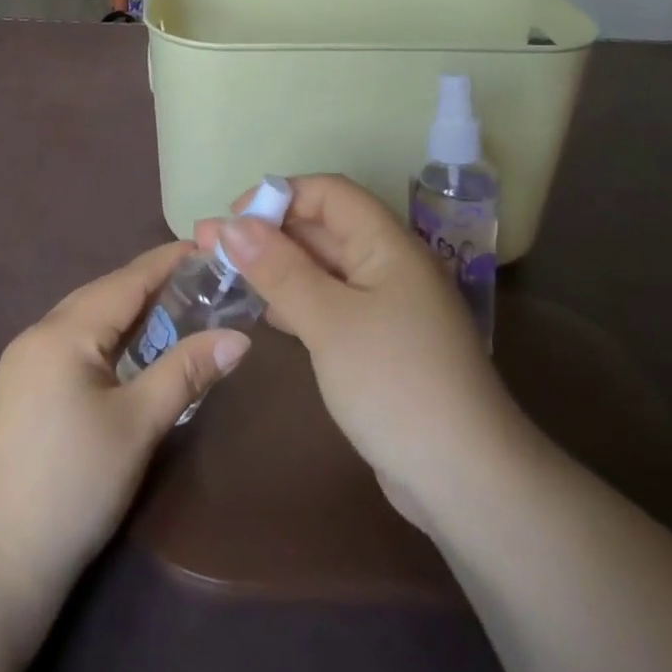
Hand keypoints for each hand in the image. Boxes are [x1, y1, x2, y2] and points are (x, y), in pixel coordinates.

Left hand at [0, 242, 250, 627]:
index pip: (124, 282)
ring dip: (126, 311)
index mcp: (63, 333)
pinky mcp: (19, 389)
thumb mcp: (138, 424)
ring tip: (172, 307)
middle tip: (200, 279)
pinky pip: (71, 343)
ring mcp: (22, 363)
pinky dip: (105, 336)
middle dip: (148, 283)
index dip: (166, 262)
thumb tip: (238, 337)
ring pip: (84, 319)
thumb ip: (185, 372)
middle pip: (101, 295)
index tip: (206, 245)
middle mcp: (37, 335)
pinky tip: (127, 350)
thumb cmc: (74, 484)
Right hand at [202, 175, 541, 535]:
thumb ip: (279, 269)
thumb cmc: (395, 382)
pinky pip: (328, 304)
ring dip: (275, 267)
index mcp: (388, 245)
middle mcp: (388, 265)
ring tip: (223, 274)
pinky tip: (262, 312)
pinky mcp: (377, 343)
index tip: (231, 220)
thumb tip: (231, 225)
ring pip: (322, 269)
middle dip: (266, 232)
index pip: (329, 193)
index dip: (279, 196)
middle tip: (208, 246)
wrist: (463, 478)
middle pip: (322, 228)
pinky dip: (293, 300)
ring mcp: (384, 307)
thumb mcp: (329, 321)